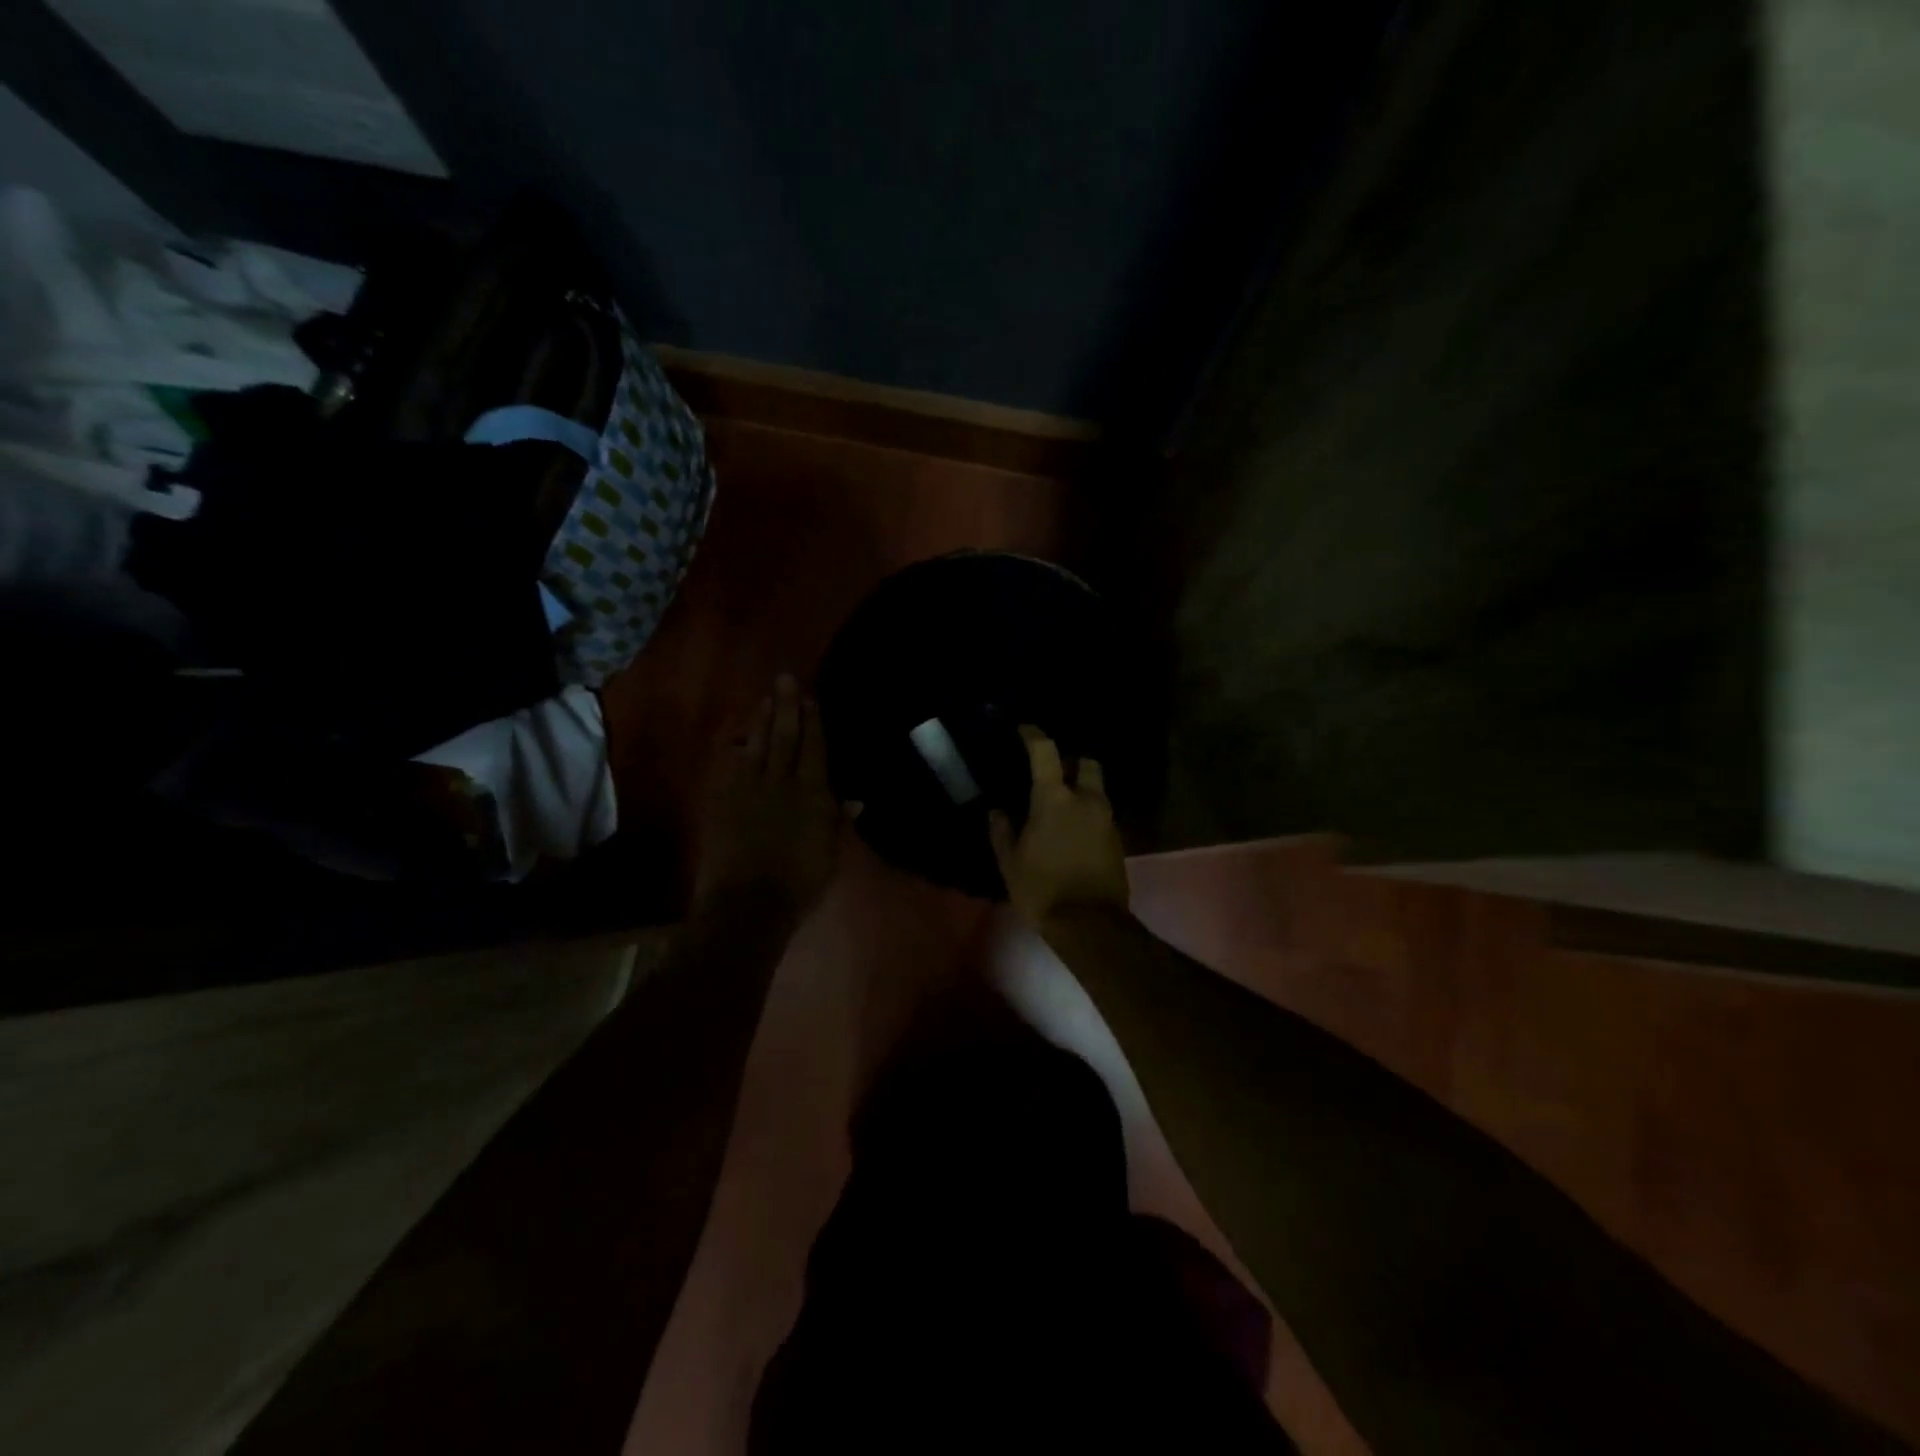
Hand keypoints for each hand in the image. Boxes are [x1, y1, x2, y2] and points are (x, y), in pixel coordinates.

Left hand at [694, 674, 841, 920]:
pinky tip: (738, 738)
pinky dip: (736, 750)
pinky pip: (731, 767)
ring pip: (757, 746)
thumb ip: (839, 821)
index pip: (815, 749)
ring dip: (761, 720)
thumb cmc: (800, 883)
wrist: (749, 903)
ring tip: (765, 698)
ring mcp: (749, 790)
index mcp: (813, 794)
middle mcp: (782, 783)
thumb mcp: (830, 853)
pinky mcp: (724, 801)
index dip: (814, 722)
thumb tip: (855, 798)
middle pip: (785, 738)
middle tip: (785, 678)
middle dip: (787, 707)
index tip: (811, 698)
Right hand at [989, 725, 1129, 929]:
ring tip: (1060, 807)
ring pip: (1096, 790)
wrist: (1090, 925)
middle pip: (1086, 764)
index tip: (1024, 730)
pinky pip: (1101, 814)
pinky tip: (1073, 831)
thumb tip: (997, 811)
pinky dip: (1088, 814)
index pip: (1045, 751)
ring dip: (1081, 790)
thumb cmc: (1042, 890)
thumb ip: (1002, 831)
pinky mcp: (1118, 840)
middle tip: (1053, 774)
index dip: (1033, 735)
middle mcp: (1086, 800)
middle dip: (1071, 763)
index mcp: (1055, 799)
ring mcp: (1107, 820)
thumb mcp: (1010, 863)